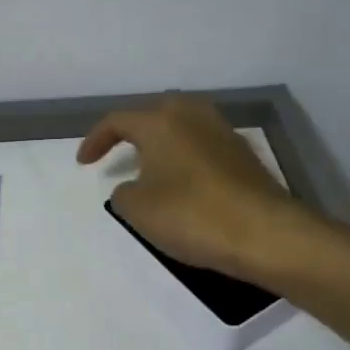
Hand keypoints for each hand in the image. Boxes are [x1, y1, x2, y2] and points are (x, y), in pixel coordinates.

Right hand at [77, 97, 317, 277]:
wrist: (265, 234)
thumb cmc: (191, 215)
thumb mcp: (138, 209)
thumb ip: (123, 192)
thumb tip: (134, 186)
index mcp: (161, 121)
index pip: (117, 120)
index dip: (95, 140)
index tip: (84, 163)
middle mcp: (193, 116)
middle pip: (154, 114)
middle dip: (132, 131)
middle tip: (117, 152)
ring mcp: (223, 133)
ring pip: (183, 128)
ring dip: (162, 144)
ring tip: (149, 168)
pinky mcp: (244, 156)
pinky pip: (203, 147)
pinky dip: (185, 159)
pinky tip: (183, 184)